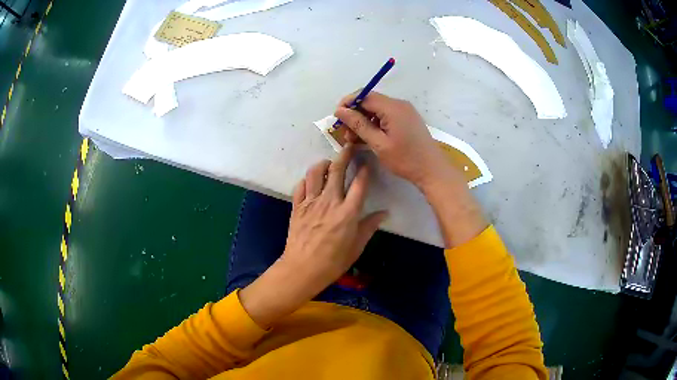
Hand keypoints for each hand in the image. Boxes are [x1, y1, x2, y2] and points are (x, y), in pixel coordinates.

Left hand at [240, 144, 386, 327]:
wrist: (303, 269)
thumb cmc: (333, 261)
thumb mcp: (357, 246)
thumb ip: (370, 226)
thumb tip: (384, 213)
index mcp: (348, 212)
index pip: (359, 183)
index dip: (365, 170)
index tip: (367, 163)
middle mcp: (330, 202)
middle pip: (337, 170)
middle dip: (345, 155)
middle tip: (349, 146)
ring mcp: (311, 203)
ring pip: (315, 173)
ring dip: (323, 164)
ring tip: (329, 164)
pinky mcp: (297, 207)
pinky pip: (301, 186)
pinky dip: (307, 180)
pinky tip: (311, 182)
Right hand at [335, 92, 486, 247]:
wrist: (432, 170)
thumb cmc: (405, 159)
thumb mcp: (378, 143)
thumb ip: (358, 125)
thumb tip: (340, 111)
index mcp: (392, 107)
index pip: (364, 95)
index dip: (348, 103)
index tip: (337, 118)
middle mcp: (399, 104)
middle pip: (370, 101)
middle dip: (355, 114)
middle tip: (345, 133)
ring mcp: (405, 111)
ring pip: (377, 109)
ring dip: (363, 121)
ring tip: (355, 139)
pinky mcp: (407, 119)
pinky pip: (386, 116)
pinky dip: (375, 124)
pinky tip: (368, 138)